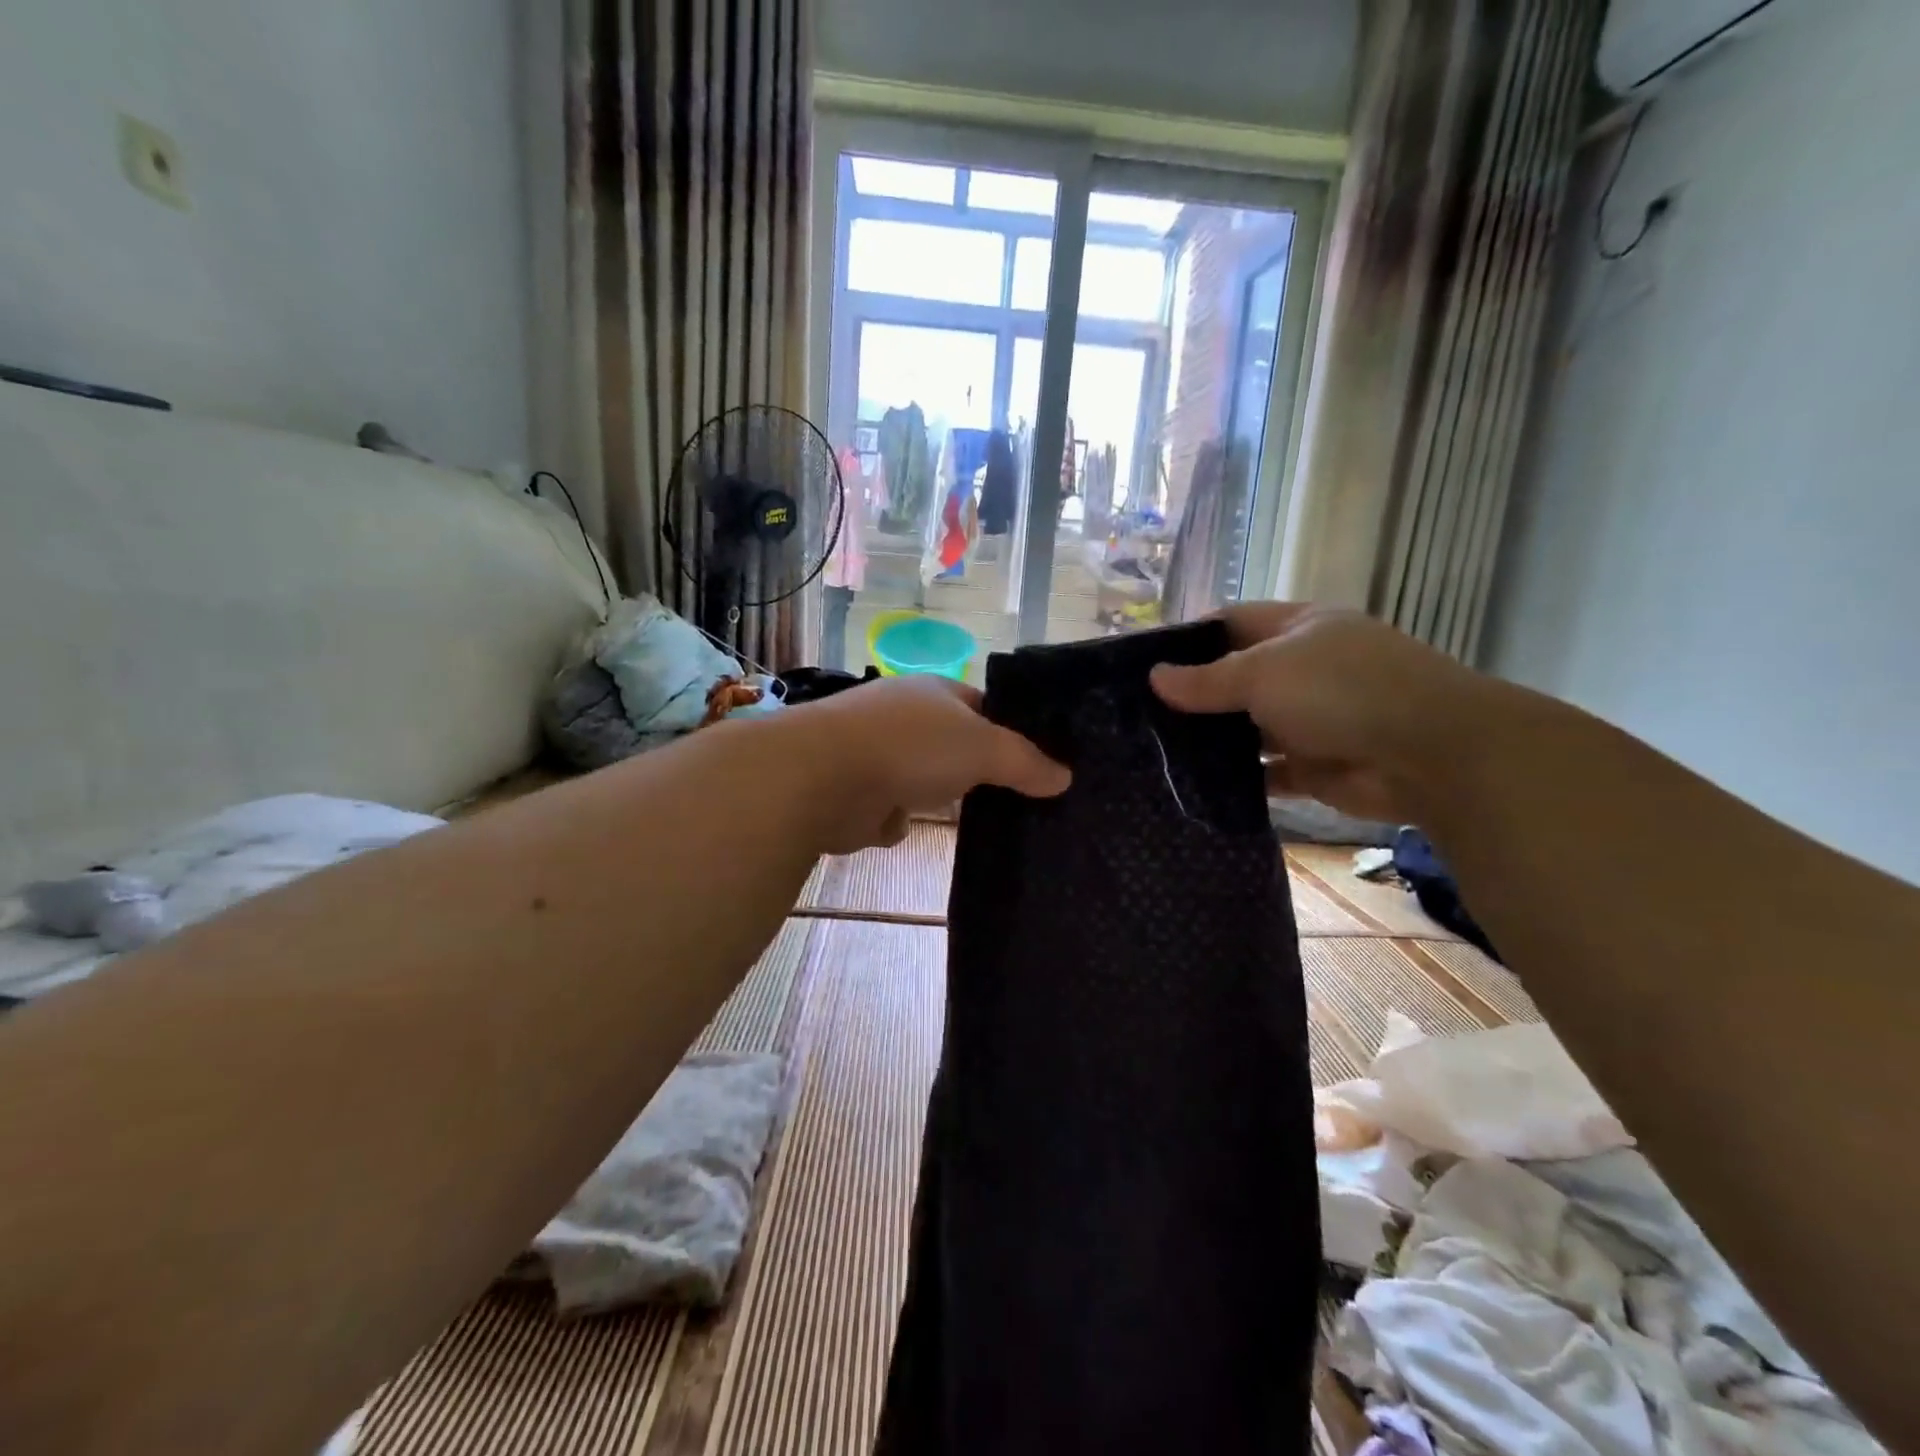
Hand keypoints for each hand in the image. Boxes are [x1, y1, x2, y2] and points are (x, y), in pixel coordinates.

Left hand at [785, 675, 1069, 852]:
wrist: (821, 779)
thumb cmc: (910, 746)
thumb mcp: (983, 747)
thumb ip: (1025, 762)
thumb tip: (1065, 777)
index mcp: (935, 692)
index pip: (985, 707)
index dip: (1012, 731)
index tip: (1041, 764)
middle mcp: (905, 718)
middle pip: (955, 746)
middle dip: (978, 771)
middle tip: (1022, 800)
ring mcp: (877, 755)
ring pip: (924, 781)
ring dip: (938, 798)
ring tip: (982, 824)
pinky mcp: (856, 794)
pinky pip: (893, 812)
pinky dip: (900, 822)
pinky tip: (914, 831)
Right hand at [1150, 603, 1496, 822]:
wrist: (1431, 755)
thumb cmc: (1341, 691)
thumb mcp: (1264, 673)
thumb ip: (1207, 680)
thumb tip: (1154, 677)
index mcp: (1296, 629)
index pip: (1230, 622)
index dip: (1188, 639)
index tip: (1143, 666)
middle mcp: (1302, 669)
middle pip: (1235, 677)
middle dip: (1193, 696)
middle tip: (1138, 717)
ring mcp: (1310, 719)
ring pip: (1247, 727)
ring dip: (1212, 740)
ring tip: (1155, 753)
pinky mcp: (1315, 766)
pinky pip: (1266, 771)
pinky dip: (1238, 778)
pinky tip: (1196, 787)